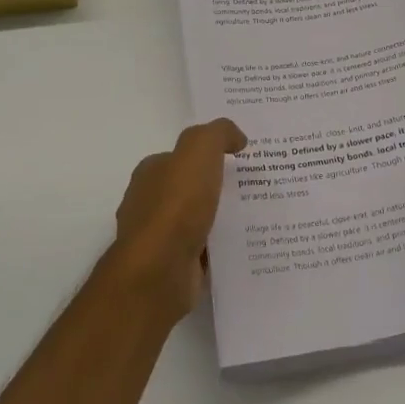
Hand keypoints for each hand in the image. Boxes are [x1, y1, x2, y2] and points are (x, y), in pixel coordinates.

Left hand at [109, 119, 246, 319]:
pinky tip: (245, 244)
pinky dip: (220, 247)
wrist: (160, 270)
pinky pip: (203, 251)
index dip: (206, 155)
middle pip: (188, 189)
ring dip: (220, 219)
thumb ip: (218, 133)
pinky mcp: (172, 267)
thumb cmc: (176, 204)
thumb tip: (236, 138)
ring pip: (197, 221)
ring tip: (256, 216)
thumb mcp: (199, 149)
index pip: (178, 158)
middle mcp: (148, 204)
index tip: (238, 158)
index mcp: (150, 173)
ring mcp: (158, 239)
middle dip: (215, 188)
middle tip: (253, 186)